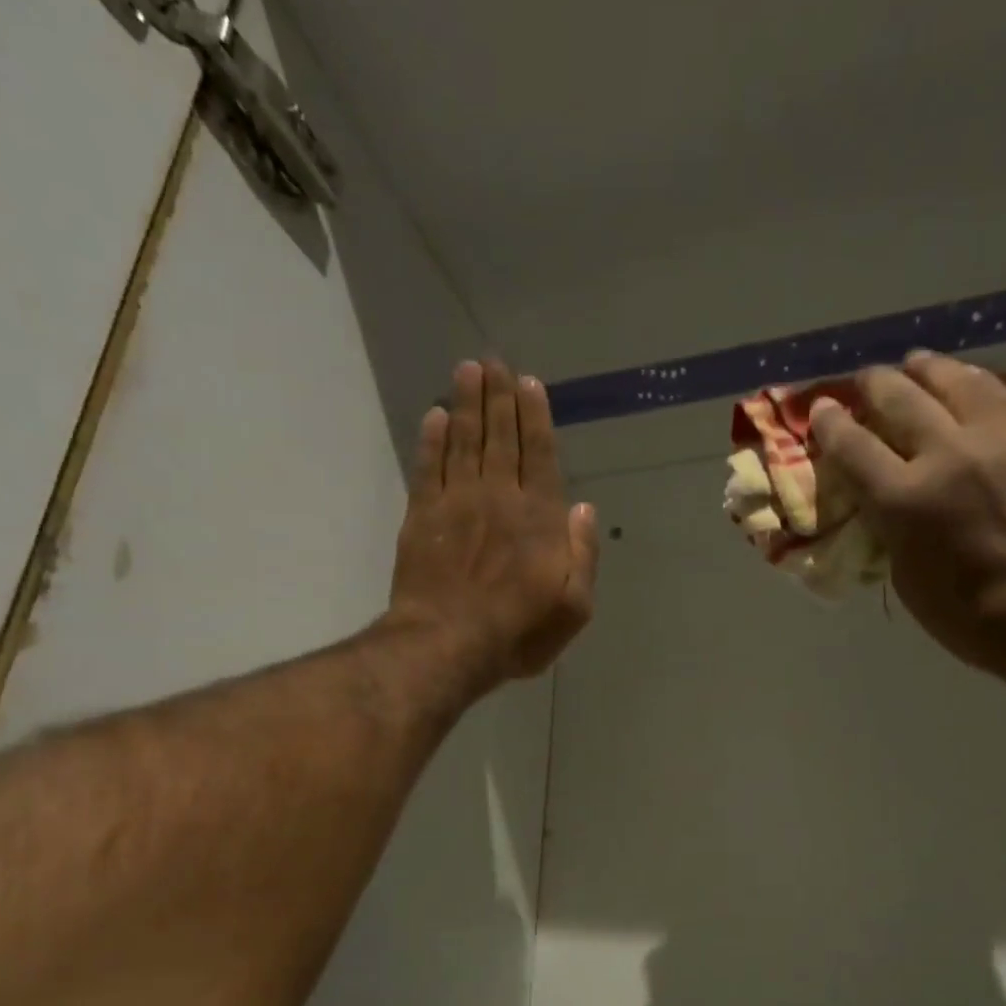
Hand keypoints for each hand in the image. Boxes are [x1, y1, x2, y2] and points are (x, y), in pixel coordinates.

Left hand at [389, 359, 599, 692]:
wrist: (448, 643)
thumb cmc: (519, 631)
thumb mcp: (574, 607)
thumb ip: (582, 554)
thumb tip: (583, 508)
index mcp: (539, 518)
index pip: (539, 455)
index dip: (535, 417)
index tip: (530, 384)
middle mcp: (499, 497)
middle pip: (500, 437)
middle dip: (499, 397)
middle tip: (495, 362)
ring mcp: (456, 503)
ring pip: (464, 441)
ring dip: (467, 404)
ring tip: (468, 370)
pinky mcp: (422, 517)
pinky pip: (428, 467)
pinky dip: (432, 440)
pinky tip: (435, 416)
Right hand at [809, 351, 1005, 688]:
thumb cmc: (969, 613)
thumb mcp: (906, 576)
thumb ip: (890, 525)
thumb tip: (884, 497)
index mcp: (904, 499)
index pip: (852, 445)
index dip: (830, 423)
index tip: (822, 409)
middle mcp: (946, 454)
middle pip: (899, 398)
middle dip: (874, 385)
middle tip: (864, 381)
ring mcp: (995, 439)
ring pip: (952, 380)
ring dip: (925, 369)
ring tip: (914, 365)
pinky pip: (996, 392)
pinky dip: (971, 382)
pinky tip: (964, 382)